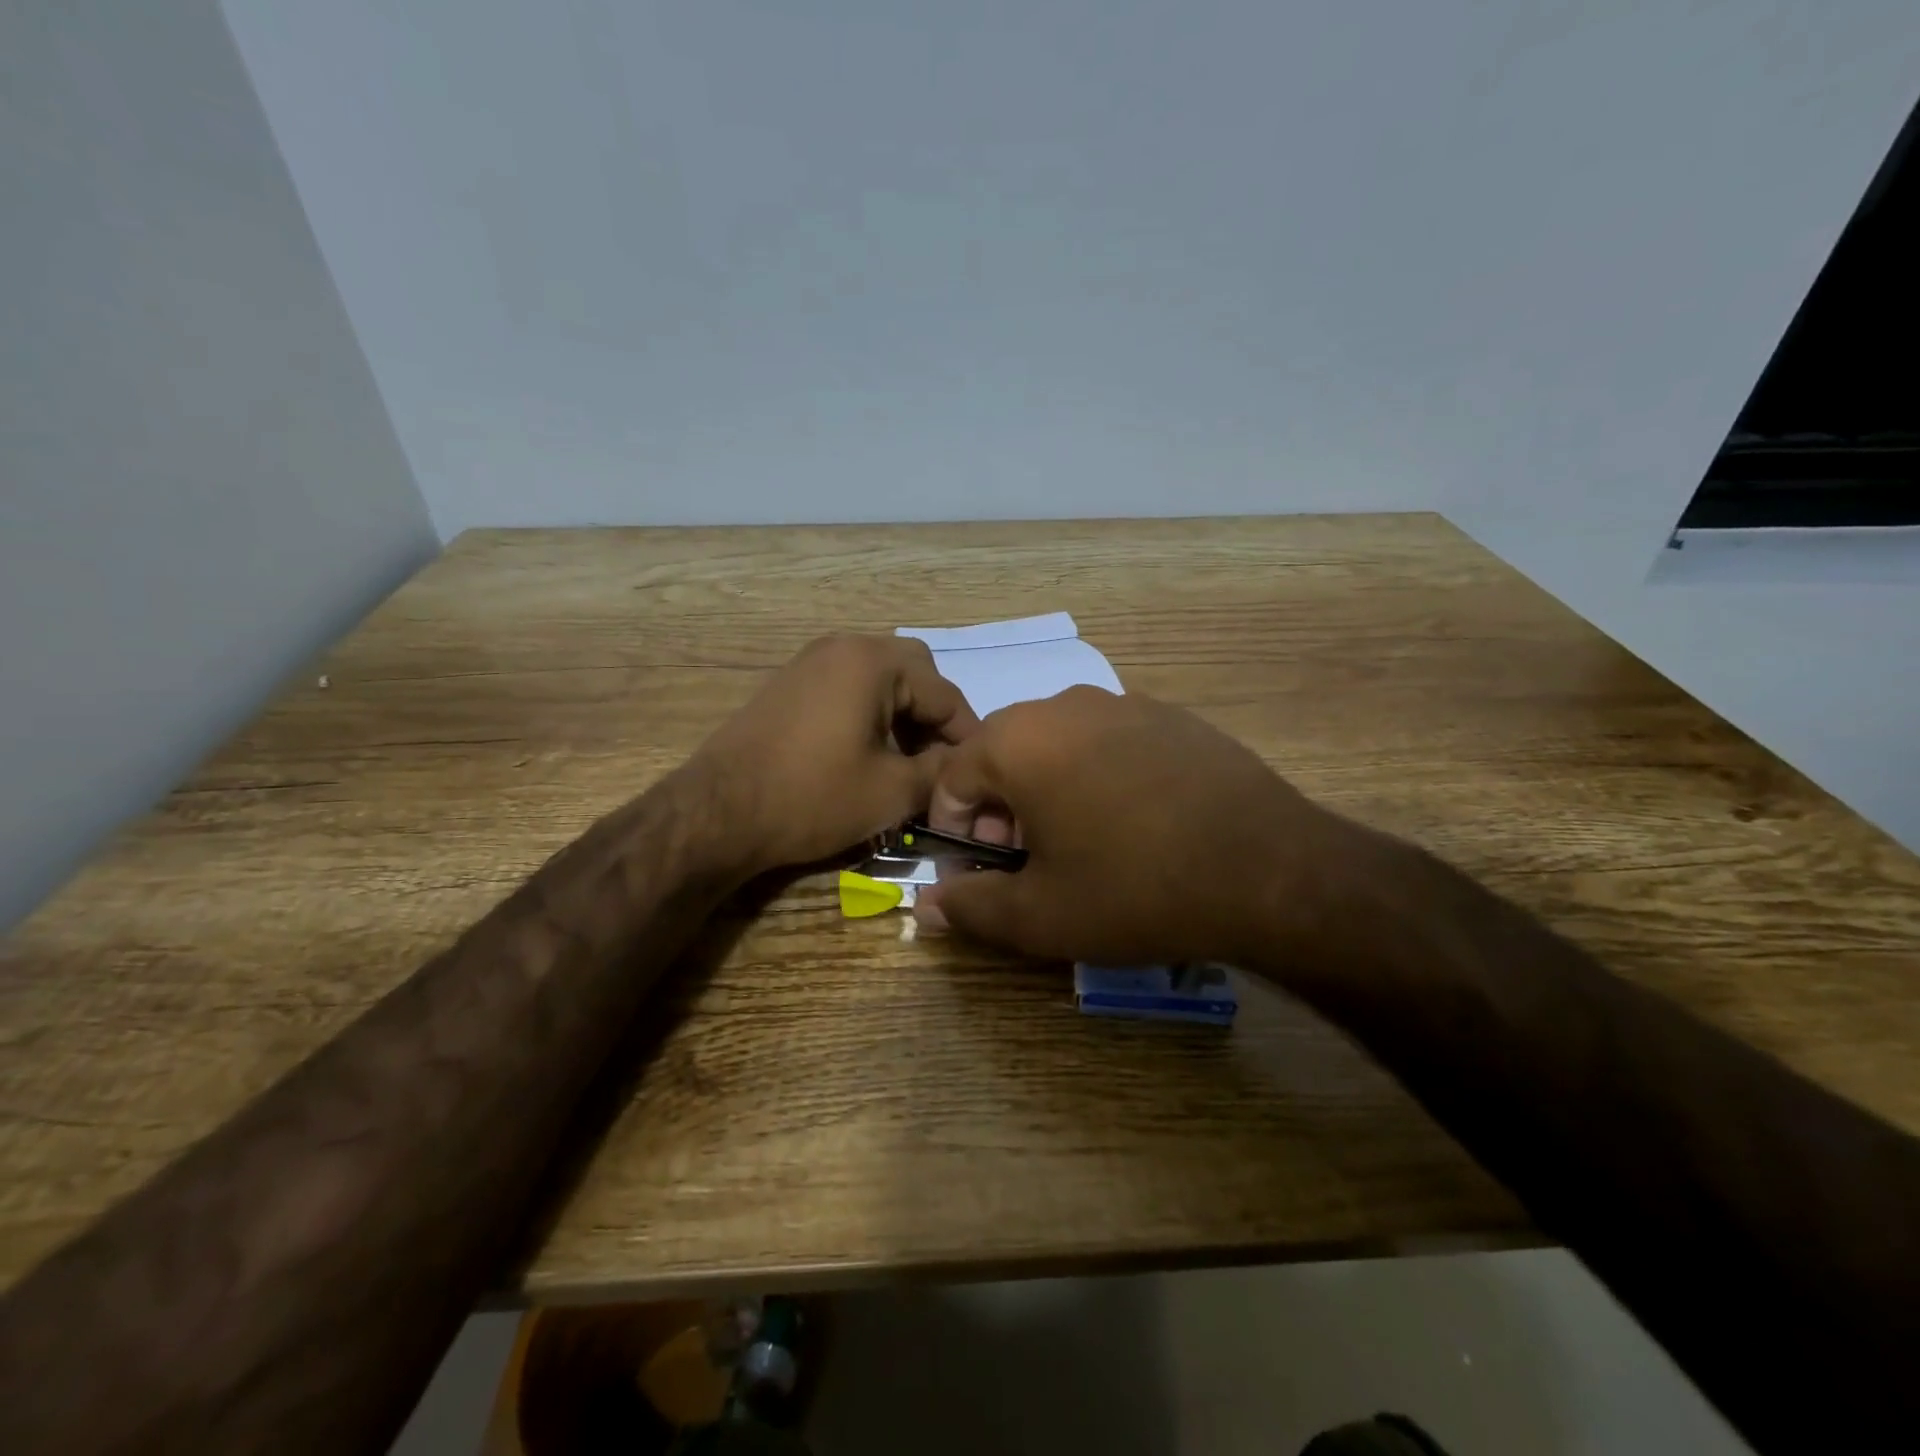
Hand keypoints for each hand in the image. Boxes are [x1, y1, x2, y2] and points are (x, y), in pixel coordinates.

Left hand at [690, 634, 978, 874]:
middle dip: (934, 717)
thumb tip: (965, 766)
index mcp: (873, 662)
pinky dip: (871, 714)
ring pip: (880, 679)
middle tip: (940, 760)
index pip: (945, 693)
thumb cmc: (812, 797)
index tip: (978, 771)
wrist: (717, 813)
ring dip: (903, 715)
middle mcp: (843, 647)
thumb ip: (941, 772)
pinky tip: (869, 754)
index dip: (968, 735)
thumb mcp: (892, 792)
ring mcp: (811, 662)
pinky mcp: (790, 684)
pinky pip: (849, 687)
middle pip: (914, 673)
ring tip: (908, 763)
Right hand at [913, 687, 1367, 965]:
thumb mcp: (1041, 916)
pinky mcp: (1170, 715)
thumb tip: (927, 906)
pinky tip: (1133, 820)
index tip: (981, 869)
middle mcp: (1063, 705)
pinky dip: (1097, 774)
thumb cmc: (1134, 889)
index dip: (955, 829)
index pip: (953, 777)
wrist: (1268, 868)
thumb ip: (971, 908)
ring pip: (1056, 744)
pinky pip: (1107, 741)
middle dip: (1000, 808)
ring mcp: (1122, 703)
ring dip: (1047, 789)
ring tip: (1081, 842)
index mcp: (1018, 742)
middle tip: (1029, 860)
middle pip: (1003, 753)